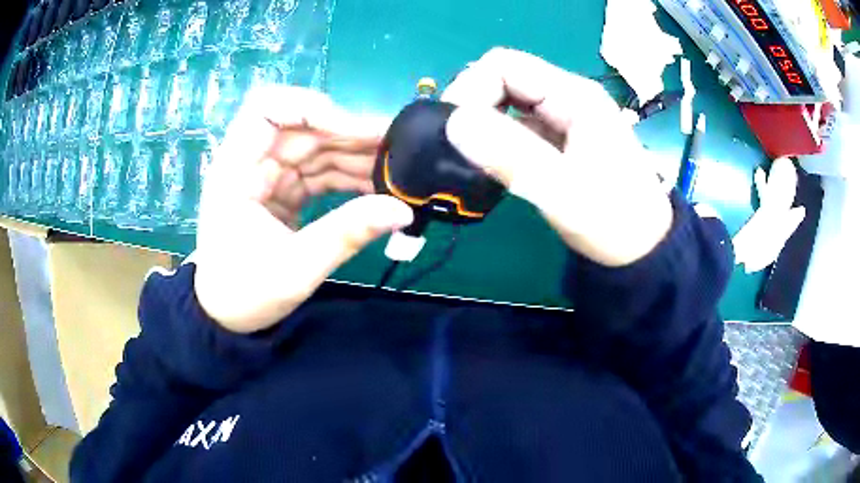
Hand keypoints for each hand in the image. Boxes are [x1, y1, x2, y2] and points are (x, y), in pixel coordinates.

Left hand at [194, 86, 412, 332]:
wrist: (226, 315)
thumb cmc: (245, 293)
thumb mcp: (296, 268)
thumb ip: (347, 234)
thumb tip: (402, 209)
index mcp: (236, 171)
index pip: (266, 109)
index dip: (308, 108)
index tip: (349, 129)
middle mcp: (252, 163)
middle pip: (303, 128)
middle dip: (350, 134)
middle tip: (398, 147)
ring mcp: (269, 176)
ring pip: (317, 149)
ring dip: (356, 155)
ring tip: (397, 168)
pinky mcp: (284, 191)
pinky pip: (320, 172)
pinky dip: (348, 176)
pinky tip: (377, 185)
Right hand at [442, 48, 672, 266]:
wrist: (643, 248)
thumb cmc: (615, 220)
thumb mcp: (564, 192)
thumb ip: (511, 156)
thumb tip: (454, 123)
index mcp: (573, 96)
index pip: (504, 65)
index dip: (471, 88)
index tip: (454, 129)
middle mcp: (566, 98)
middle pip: (503, 80)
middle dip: (474, 107)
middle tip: (459, 148)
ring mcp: (562, 118)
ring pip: (507, 104)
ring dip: (483, 125)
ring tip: (472, 159)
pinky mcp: (558, 140)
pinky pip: (516, 127)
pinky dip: (496, 141)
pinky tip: (492, 165)